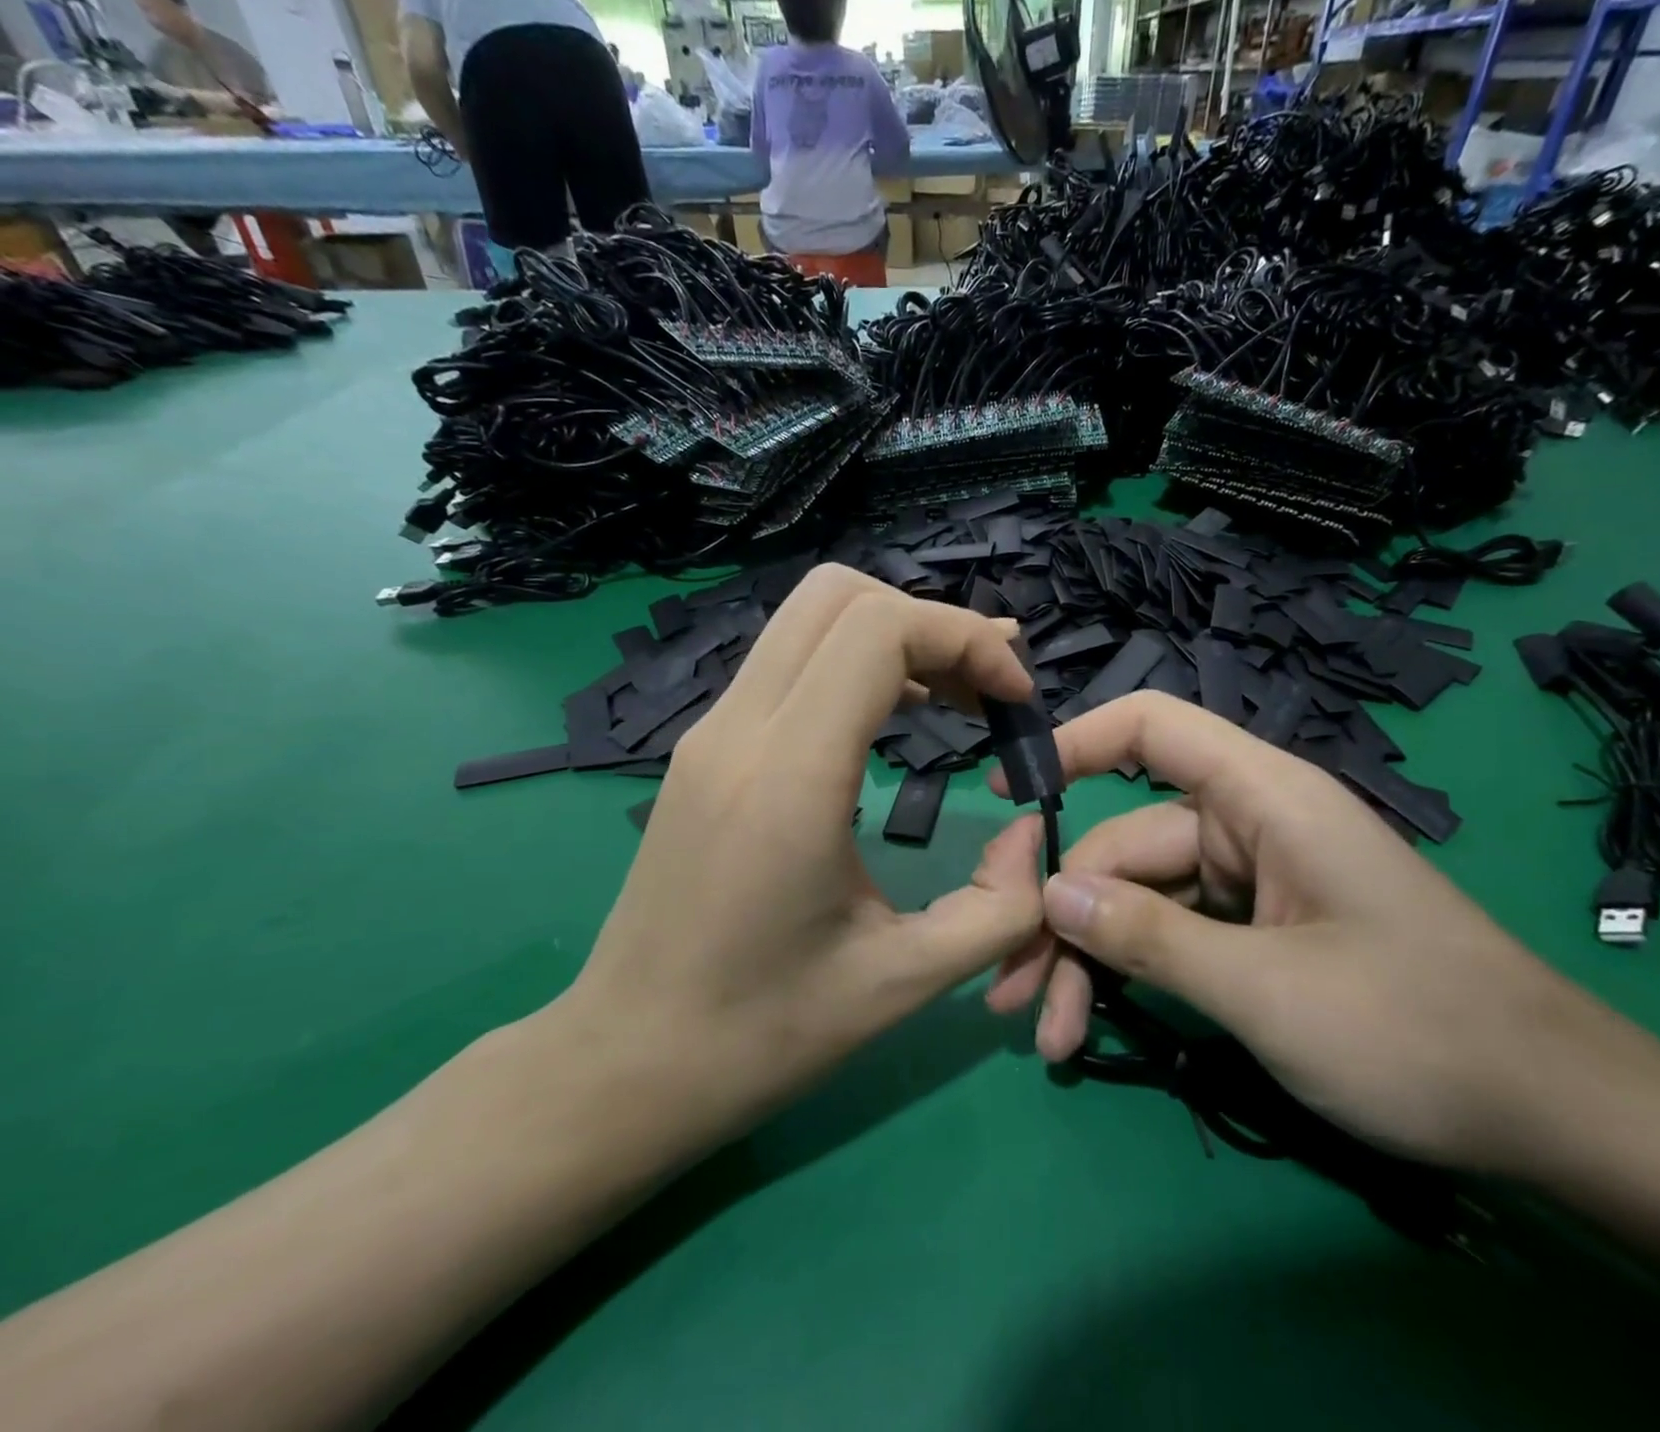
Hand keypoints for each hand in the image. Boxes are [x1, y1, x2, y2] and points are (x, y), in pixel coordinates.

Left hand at [553, 565, 1045, 1153]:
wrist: (625, 1064)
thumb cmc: (762, 1034)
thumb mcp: (904, 981)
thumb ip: (1000, 906)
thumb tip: (1034, 833)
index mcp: (790, 776)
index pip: (879, 629)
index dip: (964, 639)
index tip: (1014, 699)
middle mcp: (740, 729)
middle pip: (838, 594)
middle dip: (930, 623)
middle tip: (985, 689)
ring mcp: (710, 731)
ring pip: (808, 618)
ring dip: (893, 636)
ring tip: (953, 697)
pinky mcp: (704, 748)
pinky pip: (787, 662)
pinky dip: (853, 663)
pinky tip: (891, 717)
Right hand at [986, 692, 1625, 1173]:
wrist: (1557, 1116)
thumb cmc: (1419, 1031)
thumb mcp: (1267, 991)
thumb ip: (1150, 937)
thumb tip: (1051, 894)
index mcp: (1262, 797)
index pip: (1151, 728)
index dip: (1075, 743)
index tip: (1007, 793)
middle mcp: (1248, 825)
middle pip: (1125, 841)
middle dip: (1064, 913)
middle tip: (1009, 987)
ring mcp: (1251, 881)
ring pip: (1139, 899)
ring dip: (1088, 960)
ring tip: (1043, 1032)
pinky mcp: (1256, 931)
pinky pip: (1172, 935)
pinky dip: (1130, 978)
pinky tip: (1088, 1029)